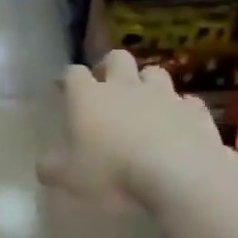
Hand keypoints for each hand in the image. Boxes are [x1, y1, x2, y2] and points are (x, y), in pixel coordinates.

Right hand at [38, 51, 222, 208]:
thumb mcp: (71, 179)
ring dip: (147, 82)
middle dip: (109, 67)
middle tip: (105, 85)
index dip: (68, 78)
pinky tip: (178, 122)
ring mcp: (164, 95)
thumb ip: (52, 170)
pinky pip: (186, 101)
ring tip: (144, 101)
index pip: (73, 74)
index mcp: (89, 98)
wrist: (179, 175)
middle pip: (116, 59)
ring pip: (154, 72)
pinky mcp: (194, 111)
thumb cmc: (114, 173)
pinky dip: (180, 108)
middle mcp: (125, 87)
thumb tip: (42, 166)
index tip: (63, 88)